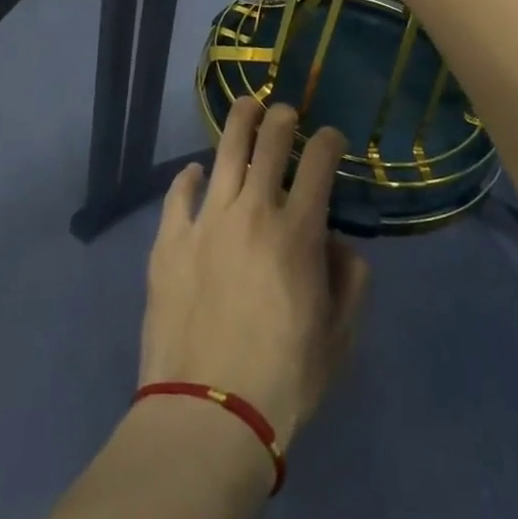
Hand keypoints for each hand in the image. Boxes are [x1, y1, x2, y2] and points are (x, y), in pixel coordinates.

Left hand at [139, 100, 369, 450]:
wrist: (209, 411)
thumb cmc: (284, 379)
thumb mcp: (338, 338)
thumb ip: (348, 281)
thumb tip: (337, 243)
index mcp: (297, 231)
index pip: (318, 164)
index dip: (328, 142)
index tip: (332, 137)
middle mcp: (252, 211)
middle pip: (268, 144)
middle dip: (283, 119)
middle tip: (286, 112)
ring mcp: (206, 220)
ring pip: (223, 153)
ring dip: (238, 123)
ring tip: (246, 106)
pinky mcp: (169, 239)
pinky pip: (178, 193)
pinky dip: (189, 177)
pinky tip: (195, 172)